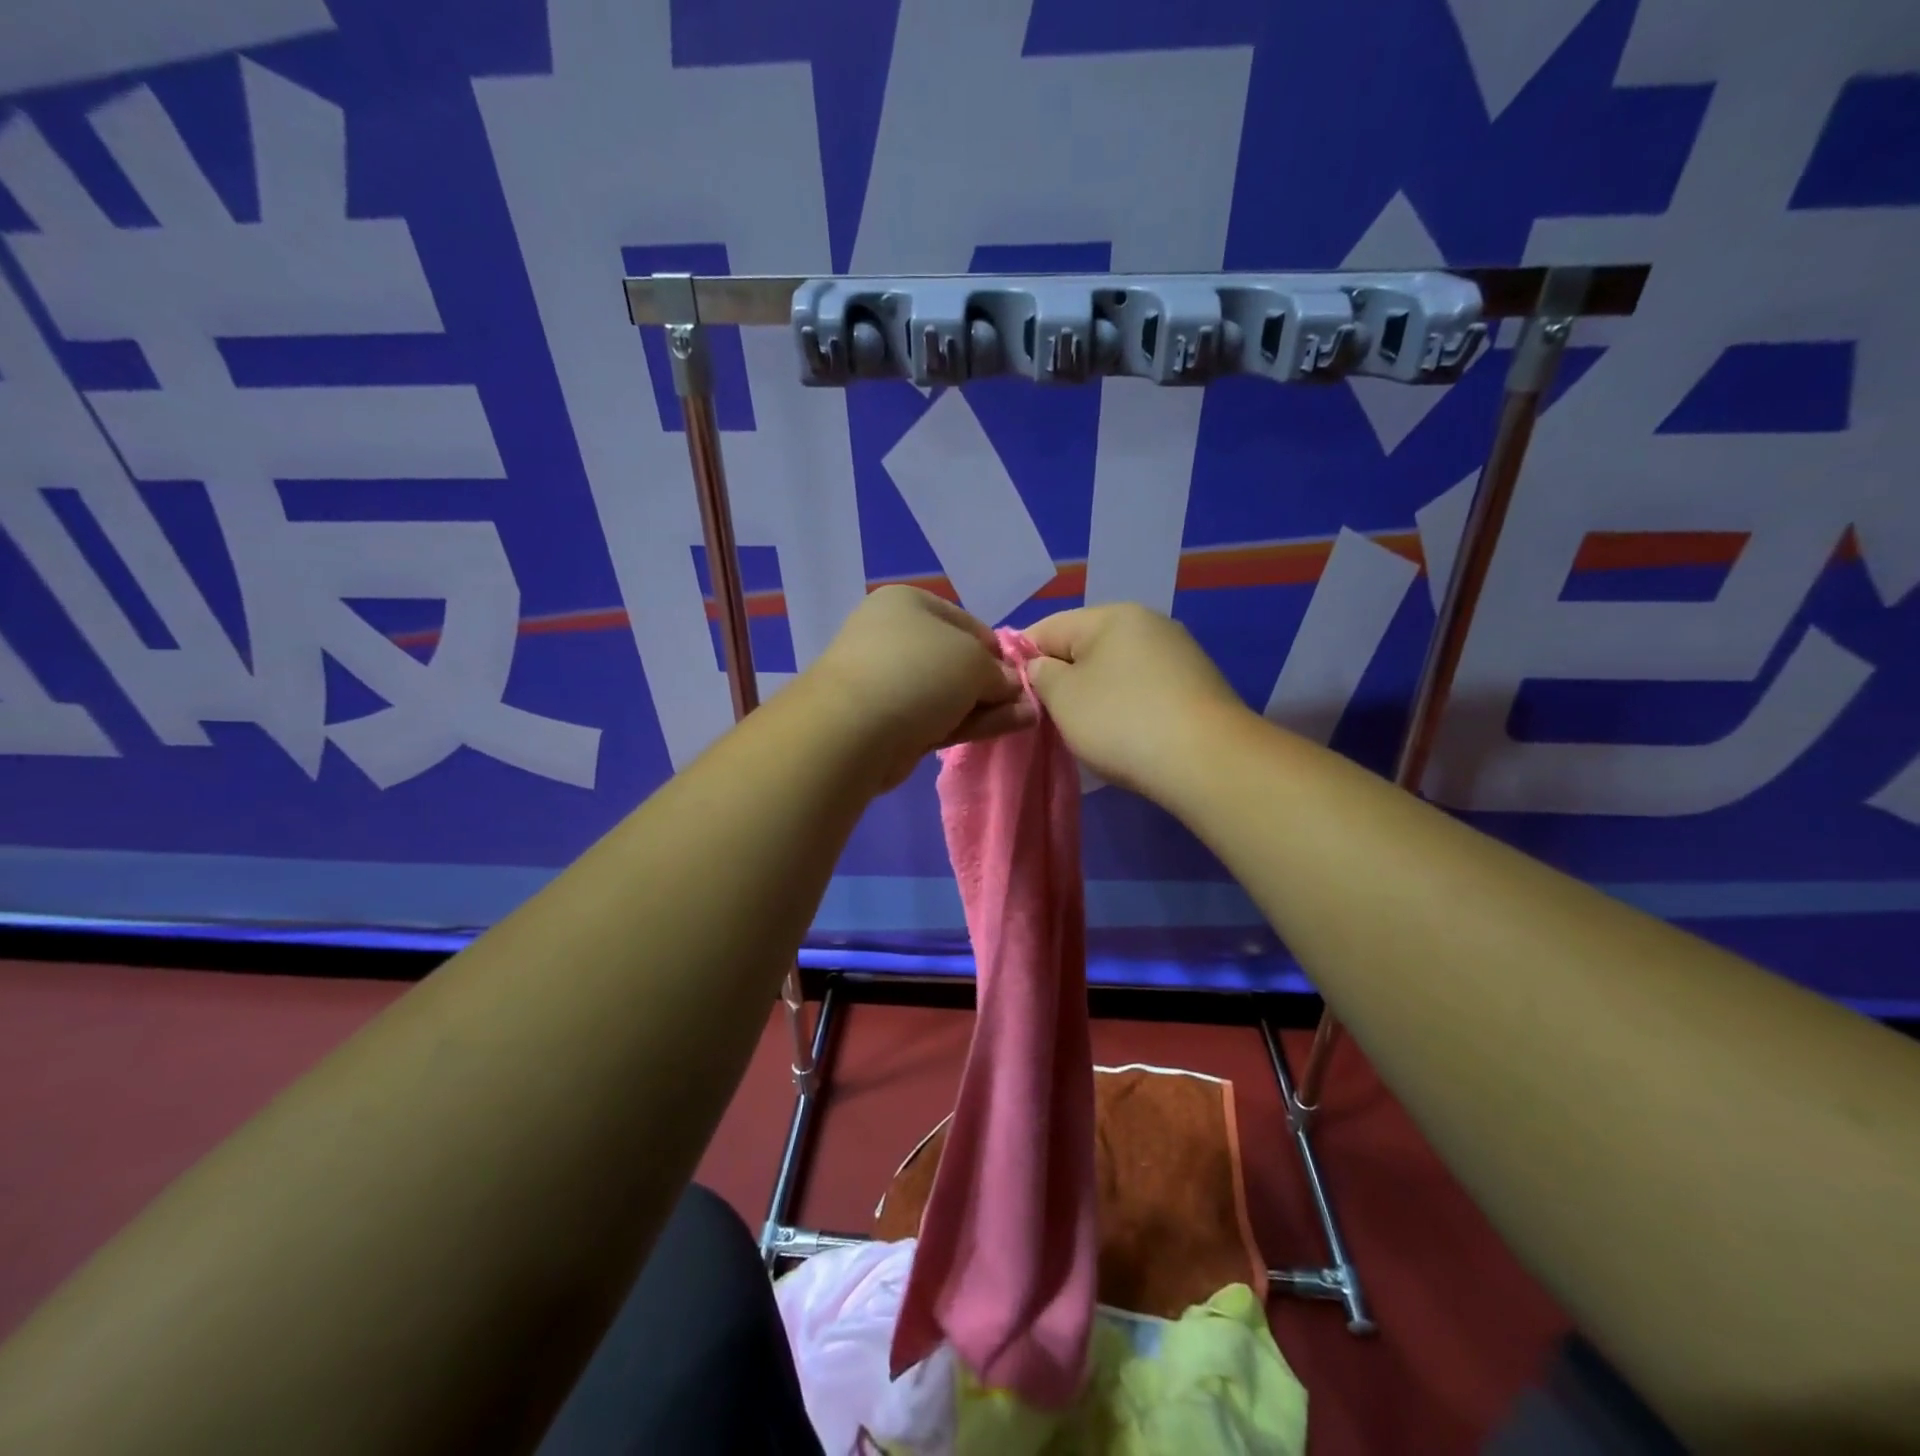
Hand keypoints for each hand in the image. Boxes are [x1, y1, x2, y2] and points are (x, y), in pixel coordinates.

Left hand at [808, 586, 1035, 790]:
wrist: (854, 729)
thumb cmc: (918, 671)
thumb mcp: (974, 661)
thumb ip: (999, 673)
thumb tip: (1011, 686)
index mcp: (908, 604)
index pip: (967, 622)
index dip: (997, 648)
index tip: (1021, 671)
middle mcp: (895, 637)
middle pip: (957, 660)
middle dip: (993, 681)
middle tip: (1026, 701)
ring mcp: (890, 683)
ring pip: (950, 693)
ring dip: (988, 705)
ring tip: (1028, 717)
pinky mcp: (890, 723)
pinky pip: (939, 718)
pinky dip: (971, 722)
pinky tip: (1008, 727)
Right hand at [1025, 604, 1249, 796]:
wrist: (1207, 760)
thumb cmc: (1122, 721)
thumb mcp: (1063, 697)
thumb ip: (1040, 674)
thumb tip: (1041, 666)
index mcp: (1111, 615)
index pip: (1047, 628)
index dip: (1021, 659)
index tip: (1012, 695)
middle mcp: (1148, 623)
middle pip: (1084, 646)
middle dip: (1061, 678)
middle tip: (1047, 717)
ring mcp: (1177, 653)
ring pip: (1114, 669)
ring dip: (1094, 694)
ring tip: (1085, 730)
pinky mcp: (1196, 685)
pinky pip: (1143, 688)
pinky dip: (1125, 706)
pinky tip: (1124, 734)